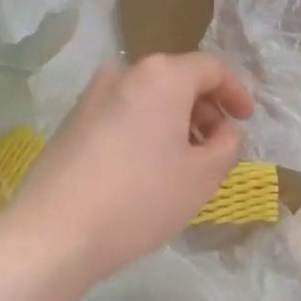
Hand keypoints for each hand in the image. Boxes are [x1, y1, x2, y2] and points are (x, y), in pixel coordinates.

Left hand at [12, 54, 254, 282]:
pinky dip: (145, 130)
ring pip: (148, 98)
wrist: (55, 231)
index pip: (211, 68)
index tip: (245, 120)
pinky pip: (123, 114)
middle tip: (216, 146)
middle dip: (204, 109)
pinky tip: (146, 169)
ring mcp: (92, 96)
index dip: (236, 92)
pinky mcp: (72, 121)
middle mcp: (124, 73)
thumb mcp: (203, 176)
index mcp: (161, 76)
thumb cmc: (141, 198)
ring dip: (174, 121)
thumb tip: (225, 129)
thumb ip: (228, 144)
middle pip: (177, 79)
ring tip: (183, 162)